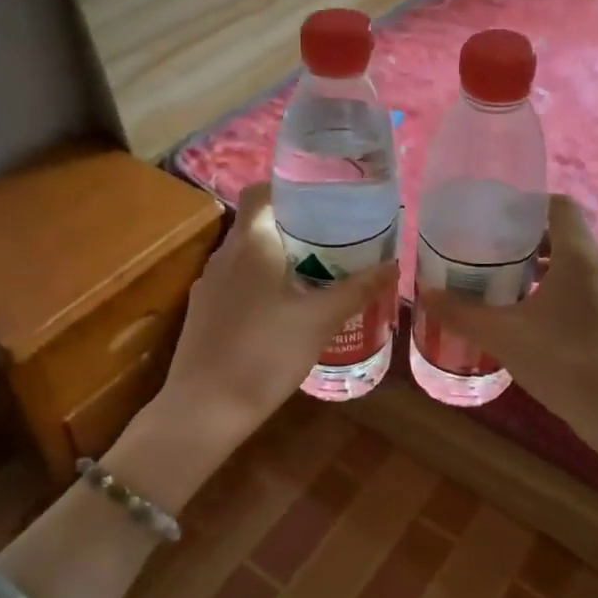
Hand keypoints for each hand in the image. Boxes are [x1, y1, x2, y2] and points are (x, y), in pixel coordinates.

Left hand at [159, 182, 396, 448]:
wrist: (205, 409)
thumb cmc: (265, 353)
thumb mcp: (320, 321)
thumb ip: (357, 290)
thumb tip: (394, 264)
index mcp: (249, 244)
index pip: (260, 192)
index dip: (287, 188)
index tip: (321, 197)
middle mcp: (223, 256)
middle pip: (256, 224)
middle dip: (293, 227)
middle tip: (333, 237)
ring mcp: (208, 286)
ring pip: (246, 256)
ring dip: (276, 257)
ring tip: (315, 271)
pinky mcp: (203, 314)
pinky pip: (236, 283)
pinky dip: (260, 284)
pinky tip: (284, 309)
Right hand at [418, 194, 597, 440]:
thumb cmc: (565, 364)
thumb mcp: (504, 337)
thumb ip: (462, 313)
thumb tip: (426, 293)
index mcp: (580, 257)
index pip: (559, 205)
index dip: (527, 204)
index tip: (495, 218)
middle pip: (564, 234)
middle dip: (526, 239)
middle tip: (489, 253)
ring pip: (575, 263)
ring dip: (541, 267)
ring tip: (504, 284)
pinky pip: (585, 287)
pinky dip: (557, 289)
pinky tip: (532, 318)